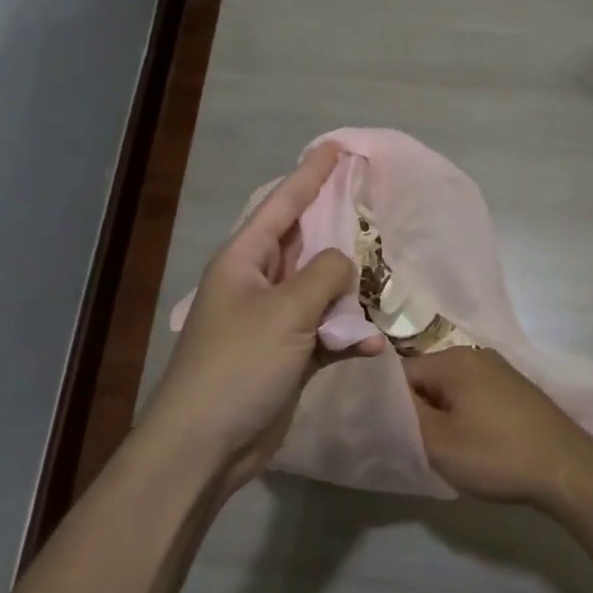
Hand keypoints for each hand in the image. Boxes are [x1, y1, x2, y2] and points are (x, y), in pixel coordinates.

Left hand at [143, 143, 385, 488]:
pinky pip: (325, 332)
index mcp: (245, 260)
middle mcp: (258, 283)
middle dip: (338, 226)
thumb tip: (344, 263)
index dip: (310, 174)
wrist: (206, 446)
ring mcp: (273, 321)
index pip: (282, 203)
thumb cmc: (238, 365)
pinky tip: (372, 343)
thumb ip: (323, 276)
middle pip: (305, 243)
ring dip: (350, 290)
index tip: (335, 147)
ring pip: (320, 289)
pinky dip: (348, 335)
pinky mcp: (288, 356)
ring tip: (387, 277)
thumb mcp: (285, 312)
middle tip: (372, 201)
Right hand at [404, 348, 592, 506]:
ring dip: (441, 415)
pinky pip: (473, 395)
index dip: (388, 405)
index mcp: (452, 360)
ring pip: (450, 389)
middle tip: (415, 445)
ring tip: (442, 448)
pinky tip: (472, 443)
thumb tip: (383, 401)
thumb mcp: (438, 443)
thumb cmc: (496, 454)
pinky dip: (465, 416)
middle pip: (427, 379)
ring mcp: (498, 370)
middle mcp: (474, 355)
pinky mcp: (514, 388)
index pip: (400, 374)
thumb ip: (404, 418)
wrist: (566, 467)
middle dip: (417, 410)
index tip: (387, 434)